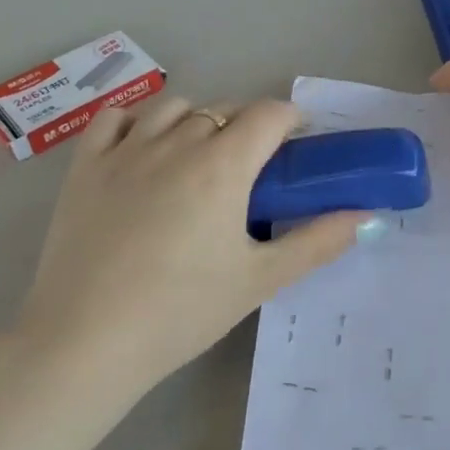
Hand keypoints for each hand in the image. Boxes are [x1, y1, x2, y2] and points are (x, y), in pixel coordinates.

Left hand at [14, 95, 374, 403]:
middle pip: (224, 110)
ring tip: (200, 159)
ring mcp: (124, 151)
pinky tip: (144, 148)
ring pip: (173, 108)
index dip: (291, 120)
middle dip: (248, 127)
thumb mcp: (260, 280)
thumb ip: (317, 242)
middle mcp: (175, 143)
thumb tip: (365, 217)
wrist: (86, 341)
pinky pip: (115, 119)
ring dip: (198, 121)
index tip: (298, 146)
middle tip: (253, 170)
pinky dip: (138, 122)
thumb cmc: (182, 311)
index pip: (268, 114)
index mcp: (222, 165)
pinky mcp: (84, 167)